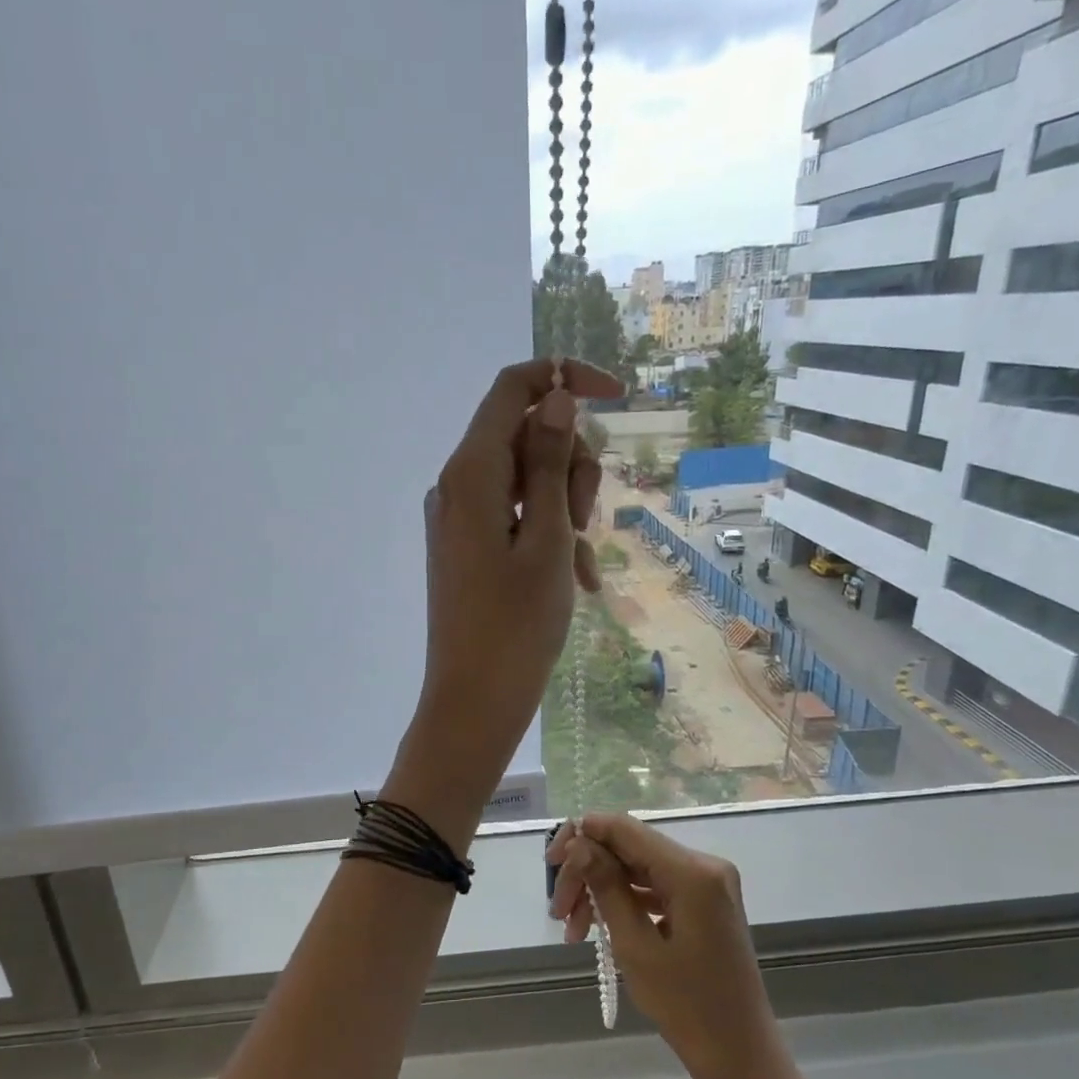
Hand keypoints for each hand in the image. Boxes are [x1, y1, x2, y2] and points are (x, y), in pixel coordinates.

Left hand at [411, 358, 622, 788]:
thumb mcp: (547, 537)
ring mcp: (461, 518)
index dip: (565, 378)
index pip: (513, 388)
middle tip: (587, 519)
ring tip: (581, 563)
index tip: (619, 396)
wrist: (475, 700)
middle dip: (572, 463)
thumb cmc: (517, 624)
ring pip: (529, 479)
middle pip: (527, 434)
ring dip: (567, 508)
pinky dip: (550, 536)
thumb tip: (555, 396)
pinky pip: (517, 518)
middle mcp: (458, 484)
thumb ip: (551, 463)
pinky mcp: (469, 547)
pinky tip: (576, 579)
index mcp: (472, 472)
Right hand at [547, 813, 780, 1078]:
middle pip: (628, 849)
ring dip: (600, 891)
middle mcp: (703, 865)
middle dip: (587, 874)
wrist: (740, 1056)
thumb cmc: (688, 1007)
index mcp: (692, 871)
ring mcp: (706, 884)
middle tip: (557, 913)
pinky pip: (654, 888)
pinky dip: (623, 903)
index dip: (582, 835)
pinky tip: (598, 929)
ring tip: (573, 932)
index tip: (550, 864)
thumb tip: (578, 842)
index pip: (625, 829)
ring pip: (637, 869)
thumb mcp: (635, 946)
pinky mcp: (704, 903)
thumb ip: (606, 886)